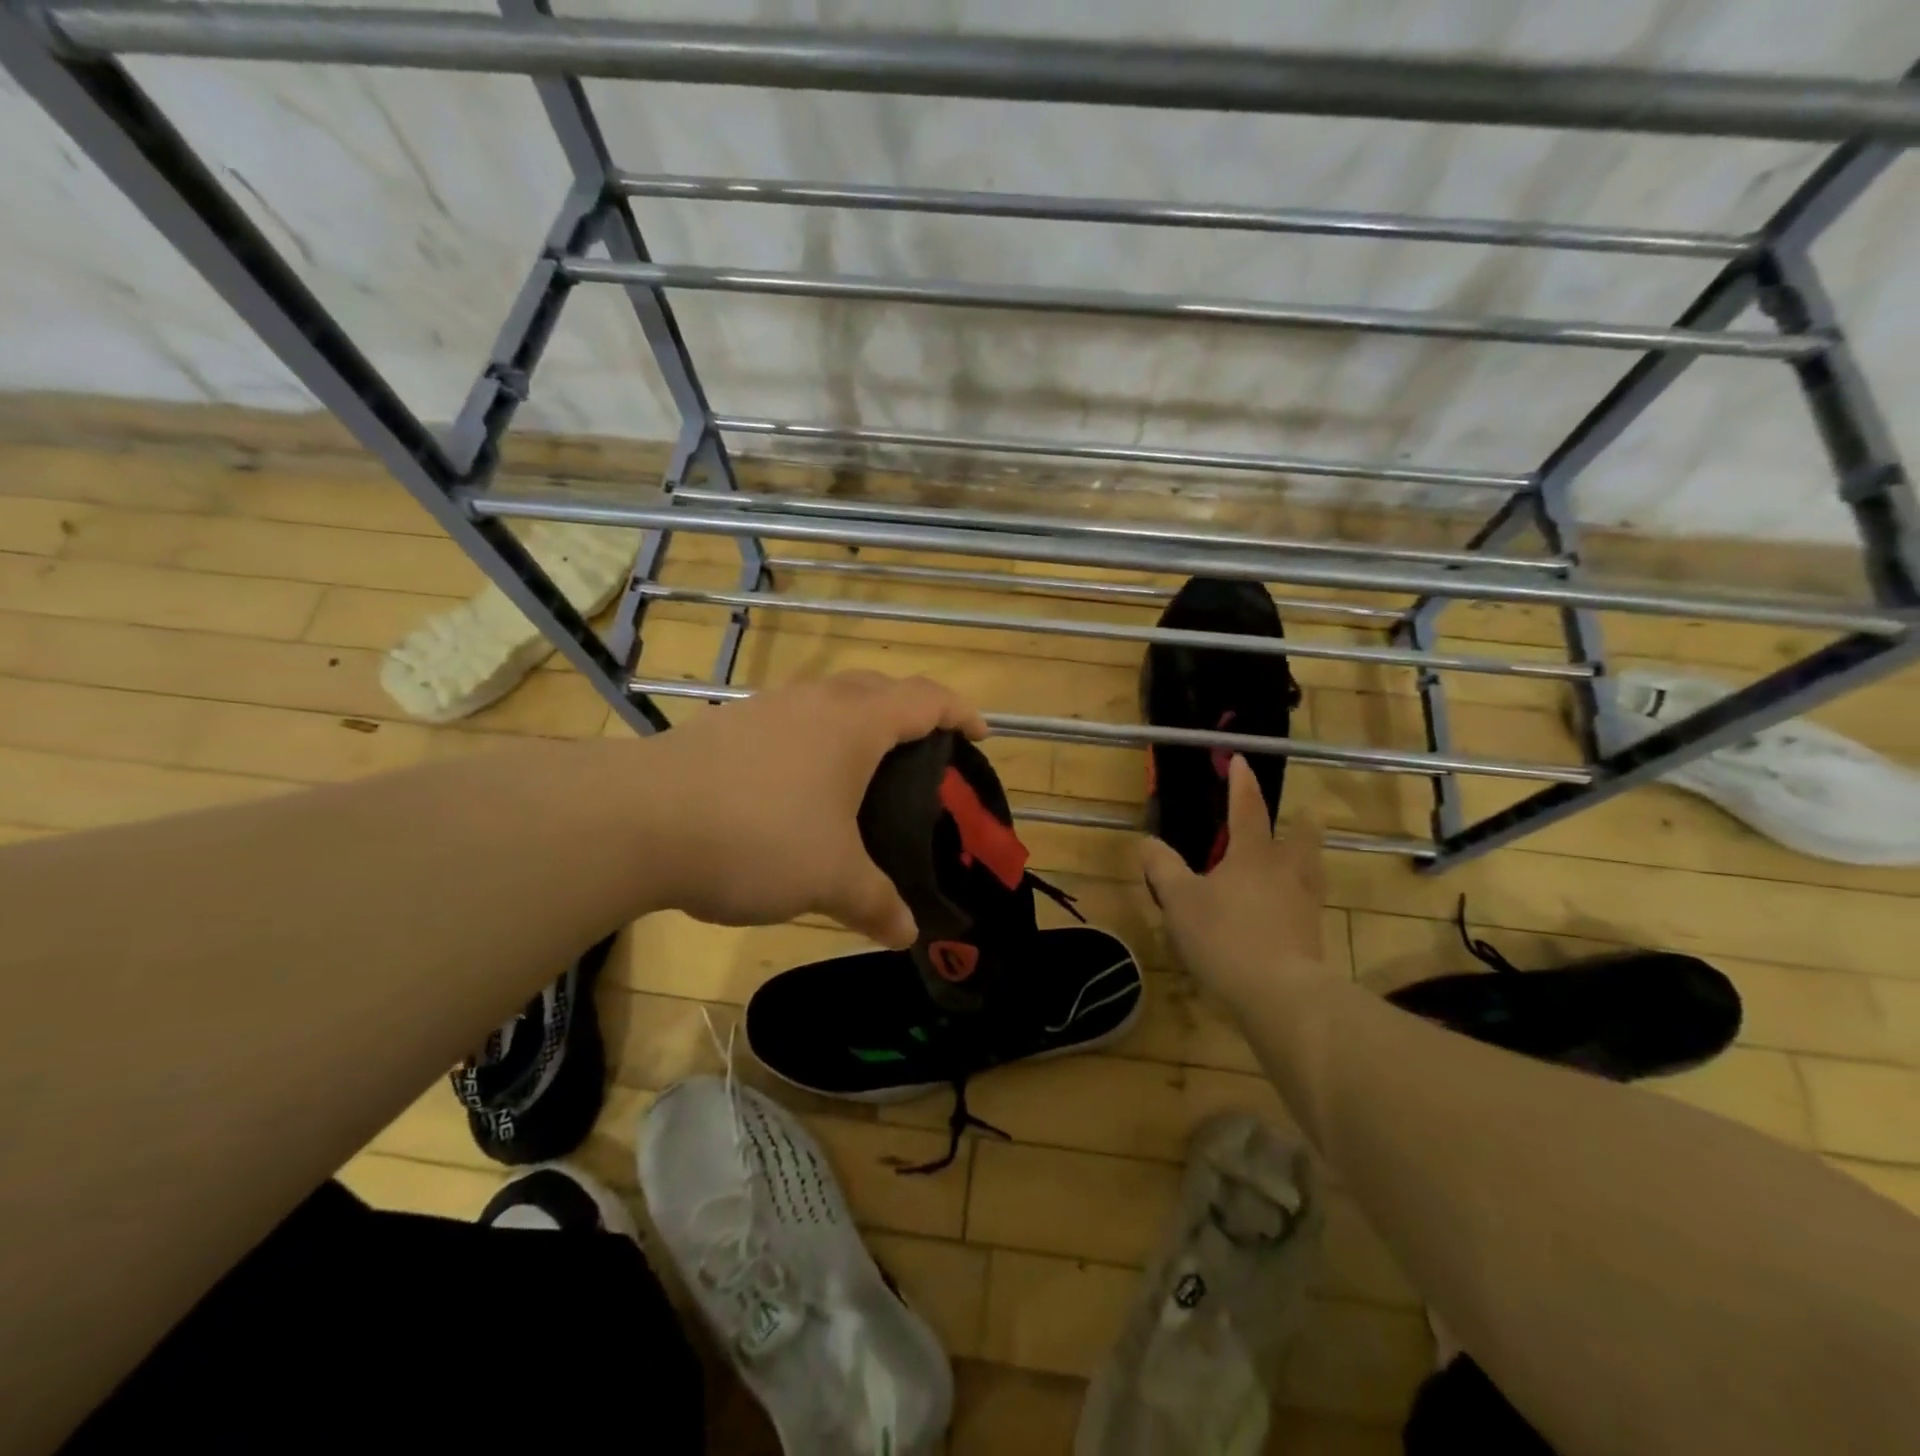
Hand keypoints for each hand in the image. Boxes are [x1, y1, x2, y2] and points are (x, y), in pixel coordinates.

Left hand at [637, 672, 987, 945]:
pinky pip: (789, 722)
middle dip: (910, 712)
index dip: (961, 713)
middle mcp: (814, 702)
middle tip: (924, 755)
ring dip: (856, 724)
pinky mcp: (726, 726)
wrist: (636, 820)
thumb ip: (876, 904)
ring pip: (828, 701)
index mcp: (855, 724)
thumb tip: (906, 934)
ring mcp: (765, 708)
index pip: (925, 699)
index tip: (980, 735)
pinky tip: (796, 789)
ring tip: (862, 773)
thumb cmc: (757, 837)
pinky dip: (812, 742)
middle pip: (878, 688)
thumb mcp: (830, 880)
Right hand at [1140, 755, 1330, 1011]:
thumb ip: (1163, 868)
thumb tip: (1148, 842)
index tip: (1241, 760)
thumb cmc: (1225, 936)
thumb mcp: (1179, 901)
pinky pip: (1309, 904)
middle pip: (1301, 839)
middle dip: (1299, 824)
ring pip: (1312, 870)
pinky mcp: (1313, 935)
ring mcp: (1305, 904)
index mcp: (1253, 855)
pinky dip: (1300, 897)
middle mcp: (1286, 871)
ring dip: (1307, 859)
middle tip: (1299, 816)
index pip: (1247, 809)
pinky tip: (1289, 910)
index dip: (1242, 783)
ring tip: (1298, 861)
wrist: (1279, 993)